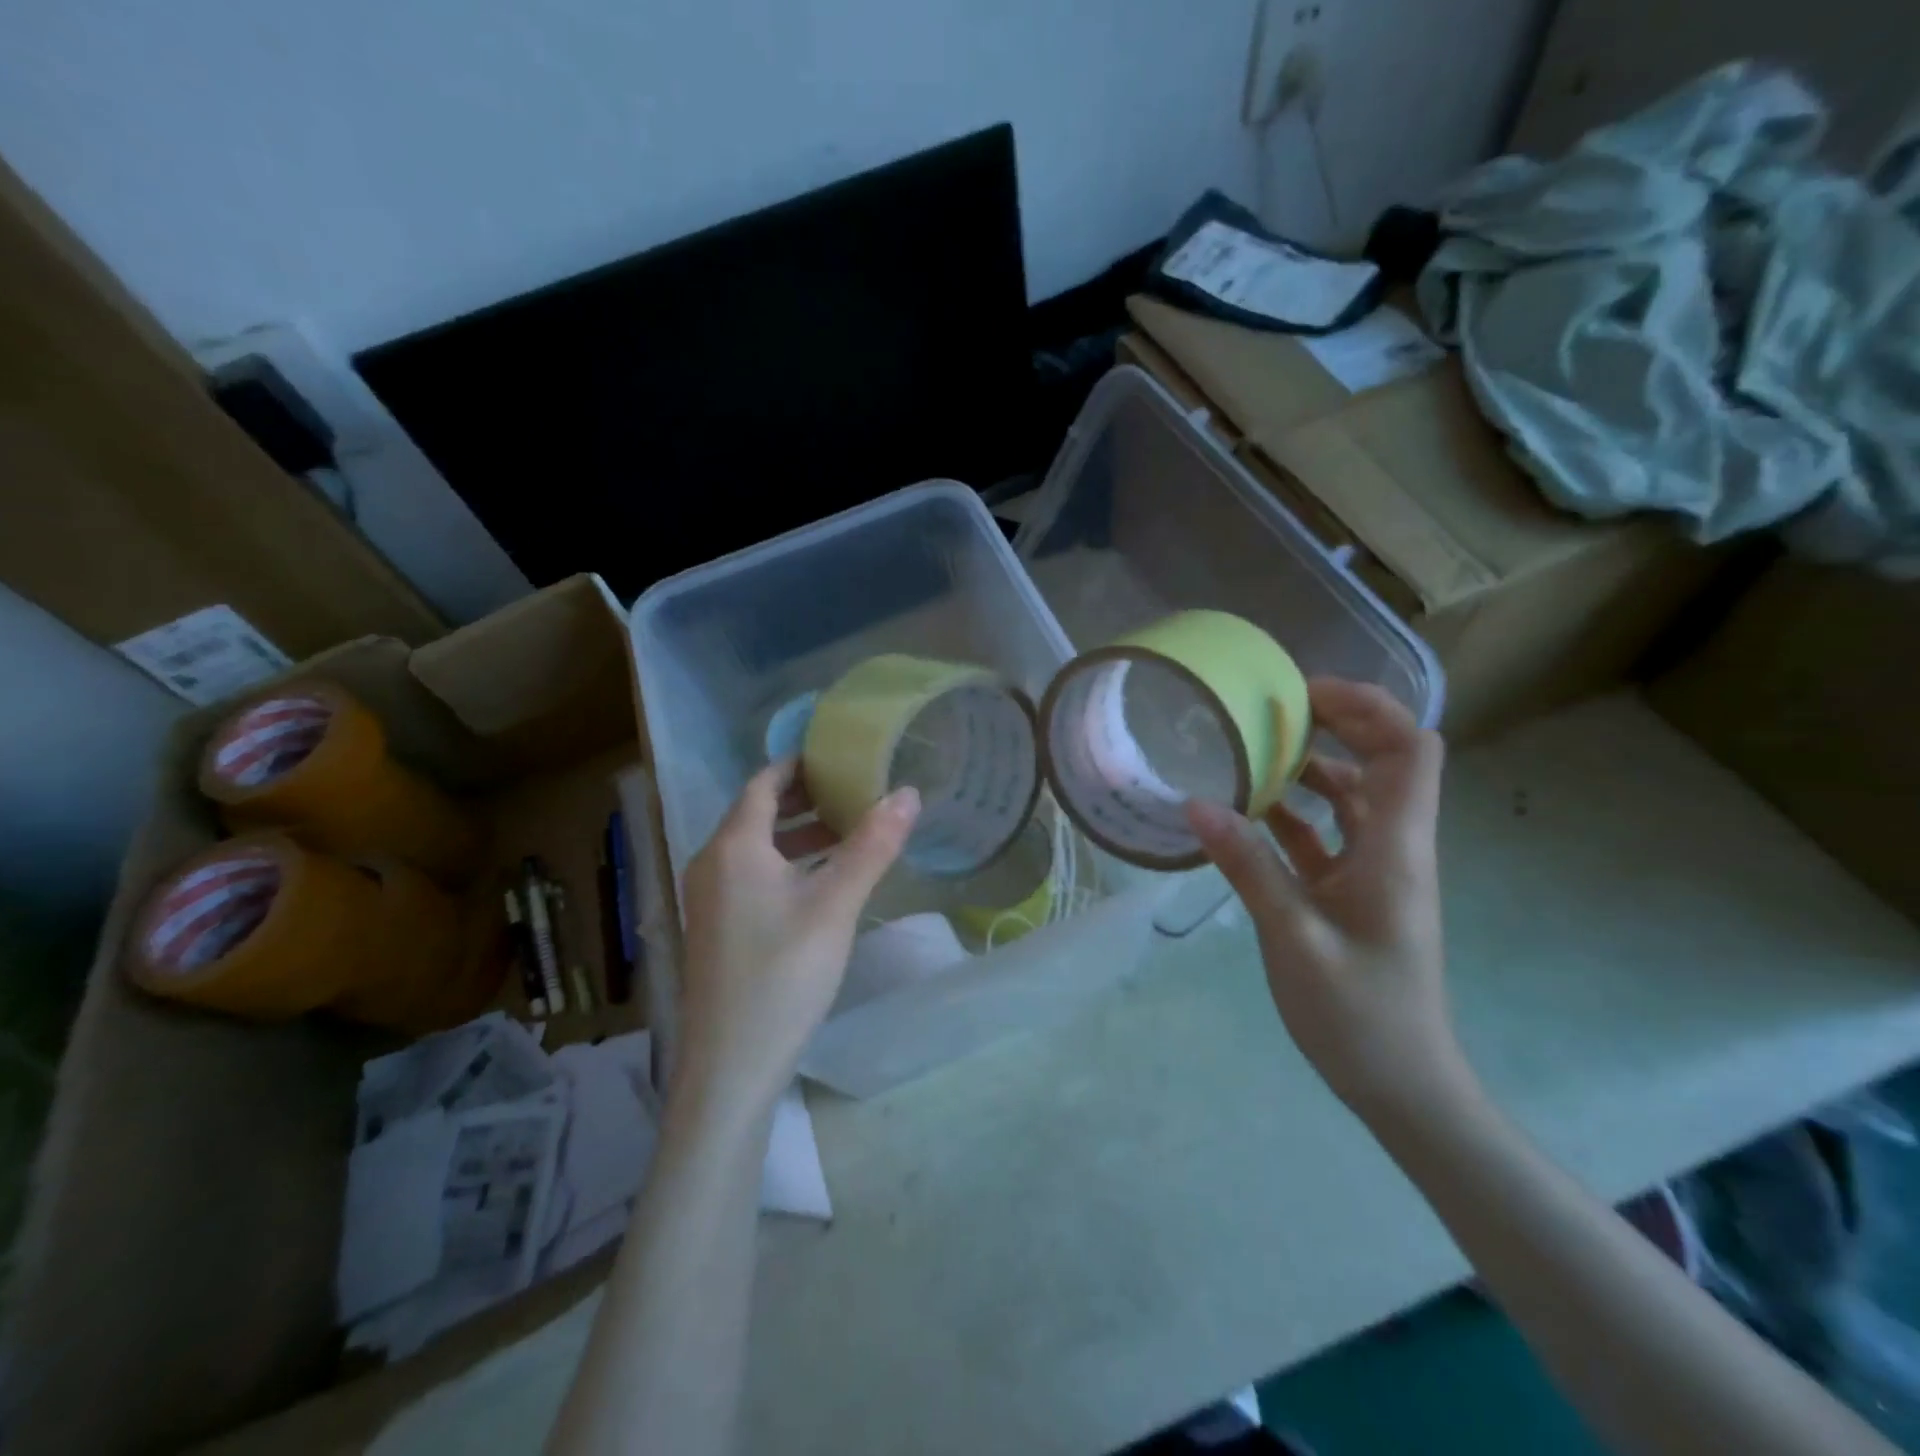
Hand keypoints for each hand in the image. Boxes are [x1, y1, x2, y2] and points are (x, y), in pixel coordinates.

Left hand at [674, 761, 918, 1127]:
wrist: (730, 1067)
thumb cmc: (783, 974)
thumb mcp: (835, 905)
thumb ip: (872, 845)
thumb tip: (907, 792)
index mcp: (733, 846)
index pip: (763, 783)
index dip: (797, 764)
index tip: (835, 754)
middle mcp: (711, 864)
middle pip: (756, 813)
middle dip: (803, 798)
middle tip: (851, 790)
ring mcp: (707, 899)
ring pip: (754, 848)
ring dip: (796, 834)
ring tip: (845, 832)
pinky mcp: (714, 929)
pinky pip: (750, 876)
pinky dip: (784, 864)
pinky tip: (818, 884)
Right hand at [1185, 679, 1469, 1119]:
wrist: (1403, 1086)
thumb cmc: (1359, 1015)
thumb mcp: (1292, 937)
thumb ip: (1247, 866)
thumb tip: (1197, 802)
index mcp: (1396, 848)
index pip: (1409, 749)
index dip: (1368, 707)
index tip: (1304, 694)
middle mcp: (1393, 847)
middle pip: (1383, 760)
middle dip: (1334, 724)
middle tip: (1268, 711)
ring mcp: (1374, 871)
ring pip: (1352, 796)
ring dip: (1309, 768)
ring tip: (1250, 752)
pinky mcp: (1352, 893)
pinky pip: (1326, 835)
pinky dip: (1293, 815)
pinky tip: (1246, 813)